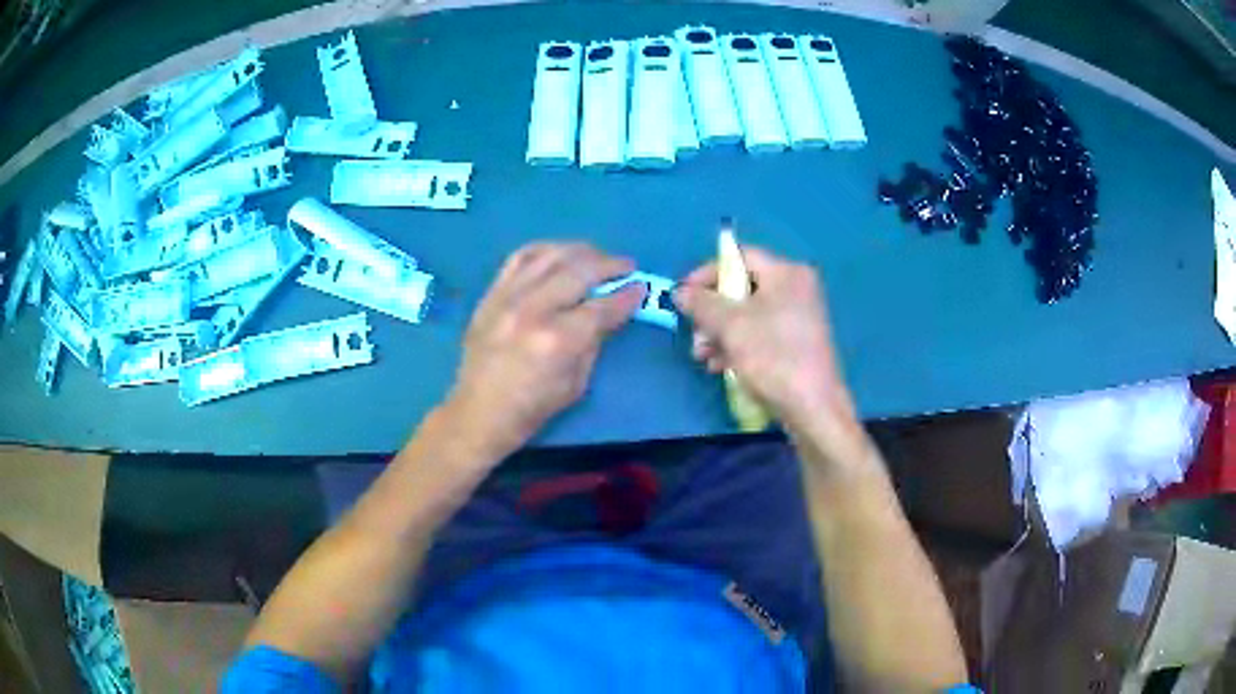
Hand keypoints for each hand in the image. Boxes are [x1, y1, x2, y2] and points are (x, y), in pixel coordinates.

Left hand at [447, 242, 644, 458]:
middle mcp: (533, 310)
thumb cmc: (532, 408)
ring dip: (580, 251)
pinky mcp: (491, 294)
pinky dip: (544, 250)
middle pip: (580, 270)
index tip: (640, 287)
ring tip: (596, 257)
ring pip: (551, 255)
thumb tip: (610, 311)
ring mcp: (508, 297)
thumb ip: (594, 341)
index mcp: (558, 340)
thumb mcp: (576, 384)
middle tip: (626, 266)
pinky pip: (520, 257)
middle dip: (610, 265)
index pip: (603, 306)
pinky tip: (559, 255)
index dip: (627, 295)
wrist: (478, 412)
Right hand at [674, 246, 863, 456]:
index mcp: (786, 273)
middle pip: (742, 287)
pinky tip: (722, 367)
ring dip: (720, 333)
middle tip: (695, 335)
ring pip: (748, 315)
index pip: (740, 256)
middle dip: (712, 312)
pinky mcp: (797, 343)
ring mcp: (799, 317)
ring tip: (704, 357)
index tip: (684, 296)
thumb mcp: (731, 326)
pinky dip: (738, 346)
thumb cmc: (773, 357)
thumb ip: (702, 303)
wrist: (813, 407)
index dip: (707, 273)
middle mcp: (796, 288)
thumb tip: (681, 292)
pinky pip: (760, 334)